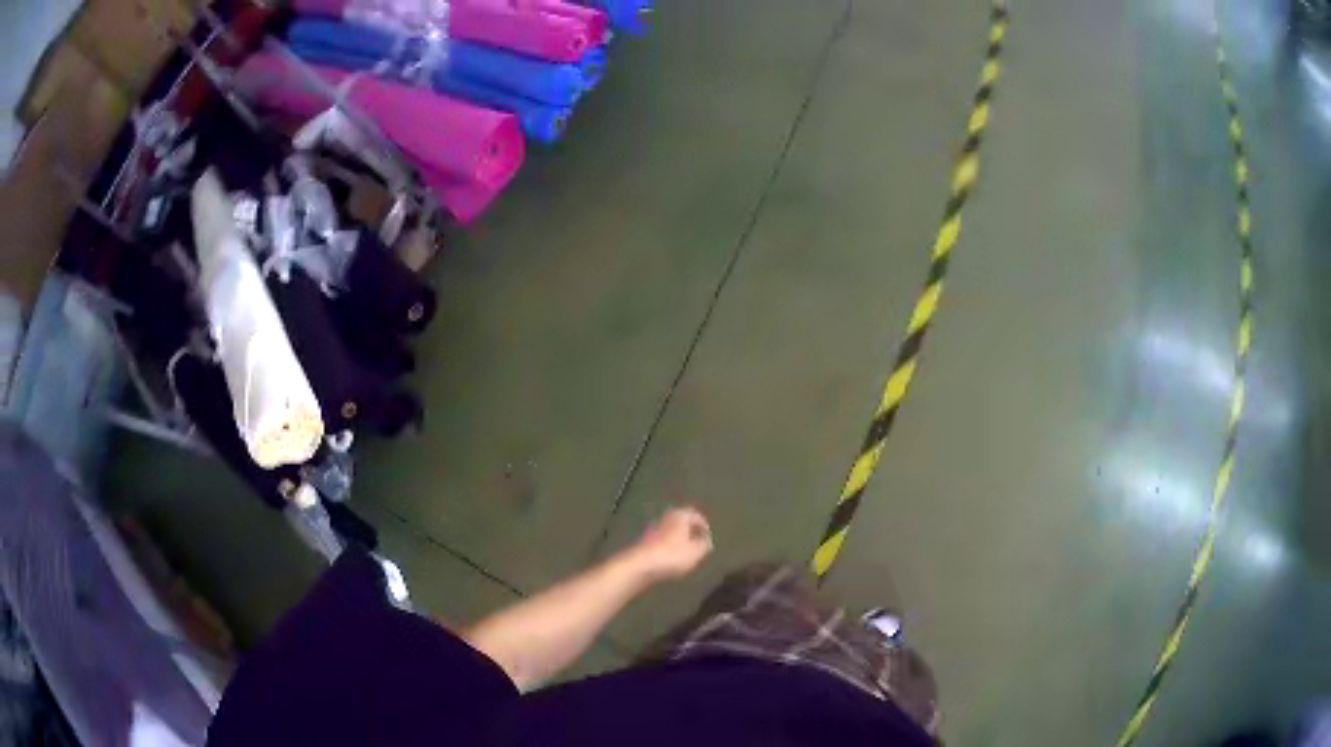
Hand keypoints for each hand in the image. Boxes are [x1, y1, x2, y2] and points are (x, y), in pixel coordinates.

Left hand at [624, 507, 713, 581]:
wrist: (641, 565)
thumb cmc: (672, 555)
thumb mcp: (696, 552)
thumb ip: (704, 545)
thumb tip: (706, 541)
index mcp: (680, 515)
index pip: (695, 515)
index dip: (704, 527)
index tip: (708, 538)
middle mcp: (665, 517)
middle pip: (682, 521)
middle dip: (690, 531)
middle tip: (698, 543)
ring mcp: (653, 528)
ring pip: (671, 531)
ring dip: (679, 539)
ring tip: (686, 553)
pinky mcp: (644, 541)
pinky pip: (662, 540)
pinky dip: (669, 546)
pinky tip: (671, 558)